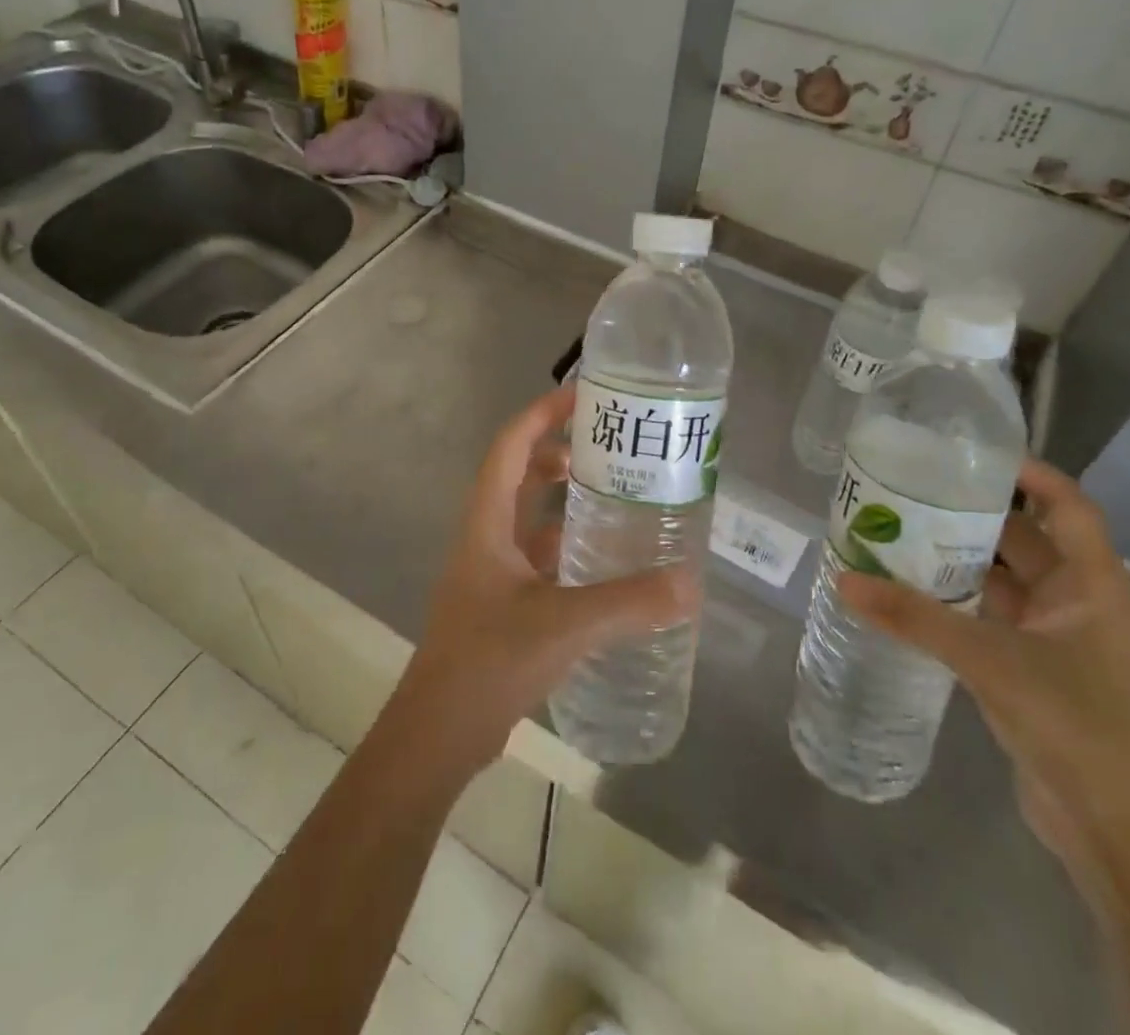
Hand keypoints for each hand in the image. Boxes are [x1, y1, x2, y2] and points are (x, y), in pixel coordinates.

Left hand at [388, 384, 697, 774]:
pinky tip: (605, 561)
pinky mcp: (504, 603)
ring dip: (564, 499)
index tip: (582, 396)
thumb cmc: (488, 662)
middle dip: (559, 452)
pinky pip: (539, 556)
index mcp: (487, 523)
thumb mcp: (563, 625)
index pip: (510, 447)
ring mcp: (492, 572)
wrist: (439, 734)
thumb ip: (628, 604)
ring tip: (615, 494)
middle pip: (519, 474)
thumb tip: (690, 583)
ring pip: (529, 517)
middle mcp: (486, 537)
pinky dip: (567, 545)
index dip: (541, 414)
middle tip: (610, 448)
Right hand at [840, 460, 1129, 878]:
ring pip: (1002, 580)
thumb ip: (915, 618)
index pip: (1067, 505)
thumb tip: (845, 579)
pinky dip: (953, 601)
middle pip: (1024, 538)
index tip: (969, 453)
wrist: (1120, 832)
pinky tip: (907, 593)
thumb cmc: (1076, 725)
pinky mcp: (1033, 671)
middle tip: (910, 490)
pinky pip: (988, 617)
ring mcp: (1056, 639)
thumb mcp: (990, 660)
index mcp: (1093, 585)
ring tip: (896, 532)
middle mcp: (1077, 602)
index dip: (1028, 473)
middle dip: (971, 514)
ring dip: (957, 559)